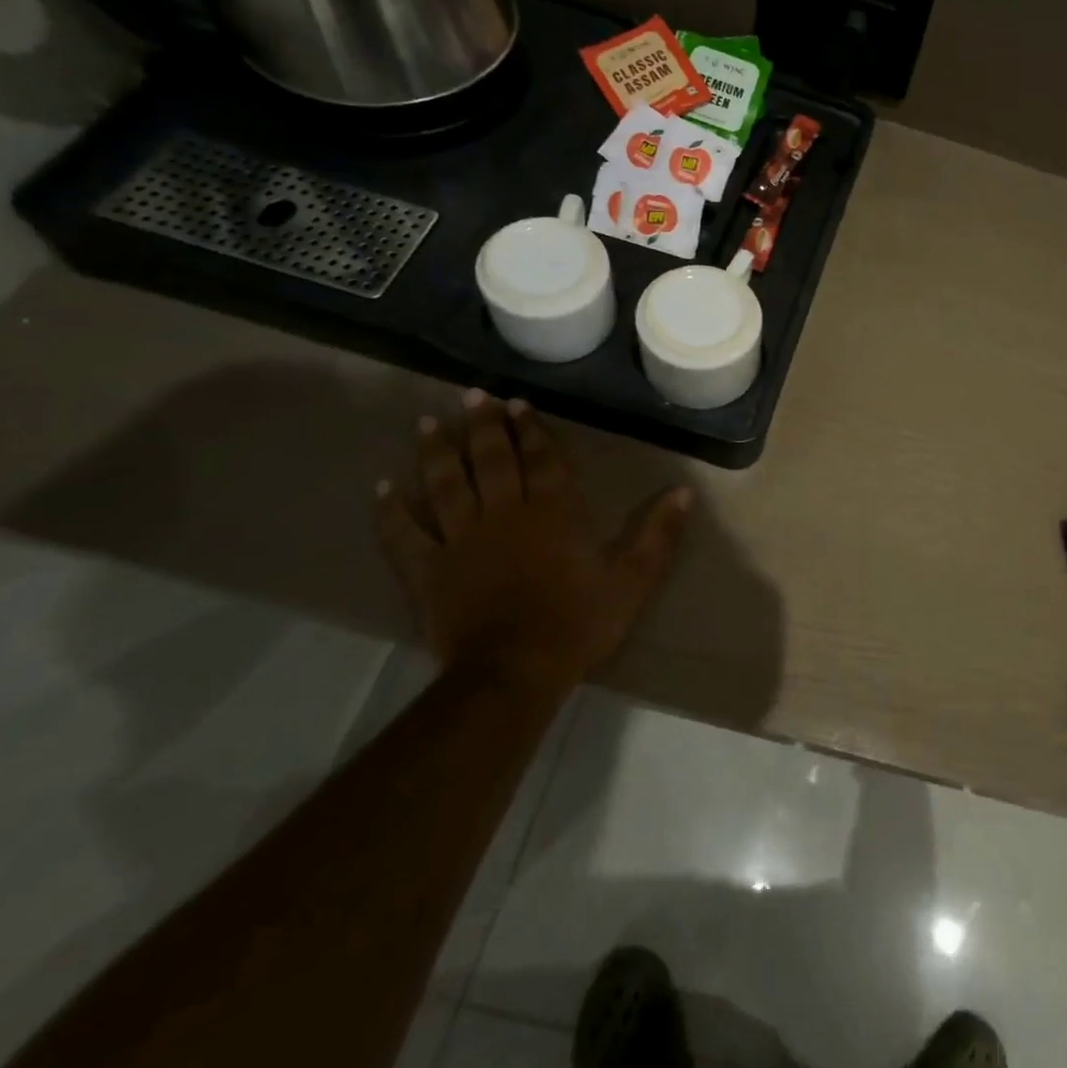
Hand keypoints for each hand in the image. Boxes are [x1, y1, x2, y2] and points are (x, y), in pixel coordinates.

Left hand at [374, 392, 690, 707]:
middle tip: (473, 396)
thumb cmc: (580, 622)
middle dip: (484, 426)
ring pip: (446, 485)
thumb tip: (683, 491)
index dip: (531, 430)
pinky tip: (383, 487)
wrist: (515, 671)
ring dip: (438, 451)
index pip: (542, 460)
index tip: (518, 404)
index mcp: (554, 512)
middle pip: (492, 461)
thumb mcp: (634, 579)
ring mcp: (461, 540)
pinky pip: (404, 534)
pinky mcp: (428, 570)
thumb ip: (659, 534)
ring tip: (427, 422)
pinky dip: (391, 510)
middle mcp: (505, 514)